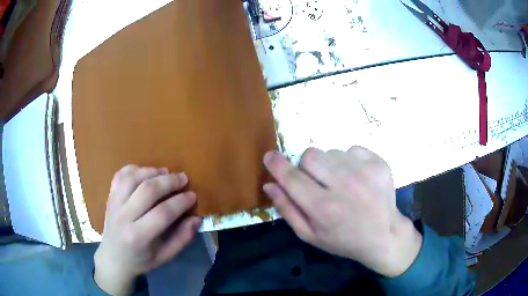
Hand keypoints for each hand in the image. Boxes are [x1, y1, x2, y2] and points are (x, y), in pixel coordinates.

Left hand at [94, 165, 201, 294]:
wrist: (113, 258)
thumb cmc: (140, 260)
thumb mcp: (165, 257)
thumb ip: (182, 238)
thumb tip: (196, 219)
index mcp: (138, 237)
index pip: (162, 214)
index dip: (180, 202)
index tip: (192, 196)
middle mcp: (124, 217)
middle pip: (147, 191)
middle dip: (169, 181)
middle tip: (183, 178)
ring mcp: (114, 204)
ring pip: (132, 178)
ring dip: (152, 171)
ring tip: (166, 172)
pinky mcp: (110, 196)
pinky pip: (120, 175)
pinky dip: (134, 169)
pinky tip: (145, 172)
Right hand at [263, 146, 421, 277]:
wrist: (384, 235)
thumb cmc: (343, 239)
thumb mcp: (310, 235)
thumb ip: (287, 210)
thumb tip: (269, 185)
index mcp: (324, 208)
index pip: (292, 177)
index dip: (277, 165)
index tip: (270, 156)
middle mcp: (344, 186)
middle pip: (310, 155)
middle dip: (306, 167)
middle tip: (317, 182)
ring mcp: (364, 171)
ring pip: (331, 152)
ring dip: (329, 165)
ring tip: (340, 183)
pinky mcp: (378, 163)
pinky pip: (352, 149)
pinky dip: (349, 161)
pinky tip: (356, 178)